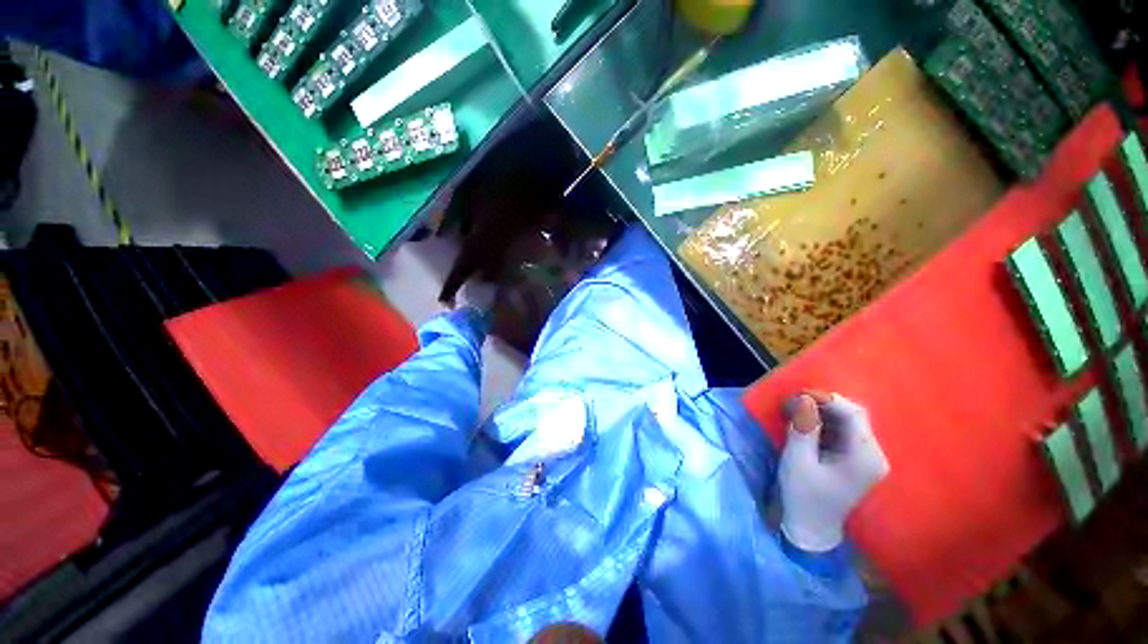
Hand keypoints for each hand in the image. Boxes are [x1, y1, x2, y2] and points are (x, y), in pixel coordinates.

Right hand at [778, 392, 889, 551]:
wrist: (811, 528)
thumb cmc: (803, 496)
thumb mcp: (798, 461)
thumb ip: (803, 429)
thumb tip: (804, 399)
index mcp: (865, 457)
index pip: (854, 414)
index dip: (827, 399)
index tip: (798, 394)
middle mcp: (873, 454)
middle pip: (854, 415)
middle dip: (823, 404)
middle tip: (793, 402)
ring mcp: (866, 457)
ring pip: (847, 421)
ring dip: (821, 411)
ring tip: (794, 409)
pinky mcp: (855, 459)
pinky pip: (843, 430)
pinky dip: (823, 422)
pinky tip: (805, 422)